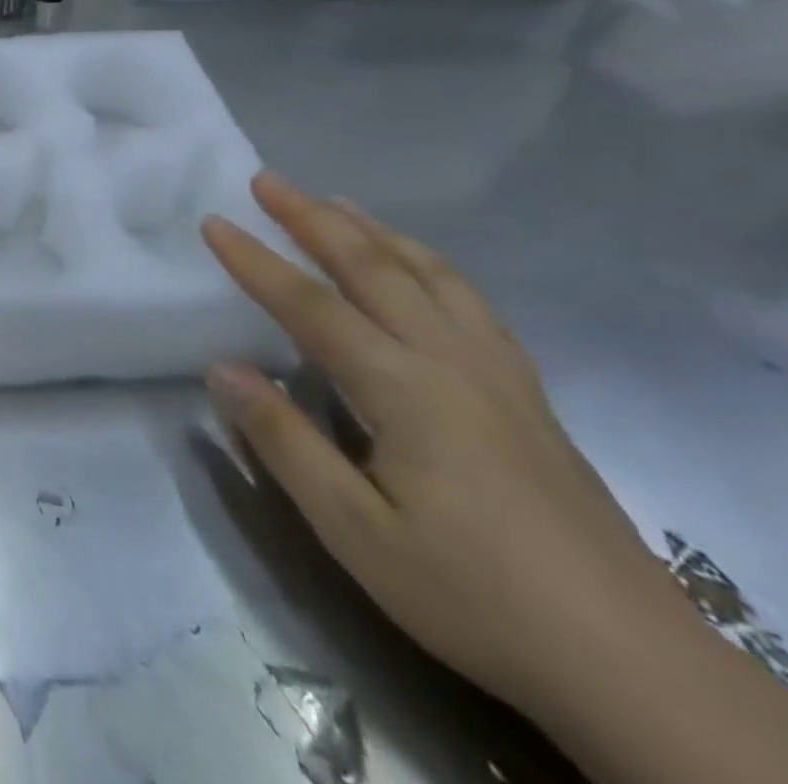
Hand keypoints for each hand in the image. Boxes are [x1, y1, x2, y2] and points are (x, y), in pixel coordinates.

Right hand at [200, 174, 702, 722]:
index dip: (256, 261)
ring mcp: (497, 374)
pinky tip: (418, 267)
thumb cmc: (472, 595)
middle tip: (267, 181)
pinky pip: (471, 302)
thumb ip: (284, 441)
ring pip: (429, 275)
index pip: (311, 305)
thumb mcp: (355, 532)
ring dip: (374, 230)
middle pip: (373, 268)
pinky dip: (430, 264)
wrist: (630, 664)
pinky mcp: (527, 394)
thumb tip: (222, 368)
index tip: (214, 222)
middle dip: (313, 219)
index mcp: (404, 390)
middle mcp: (450, 361)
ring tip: (334, 203)